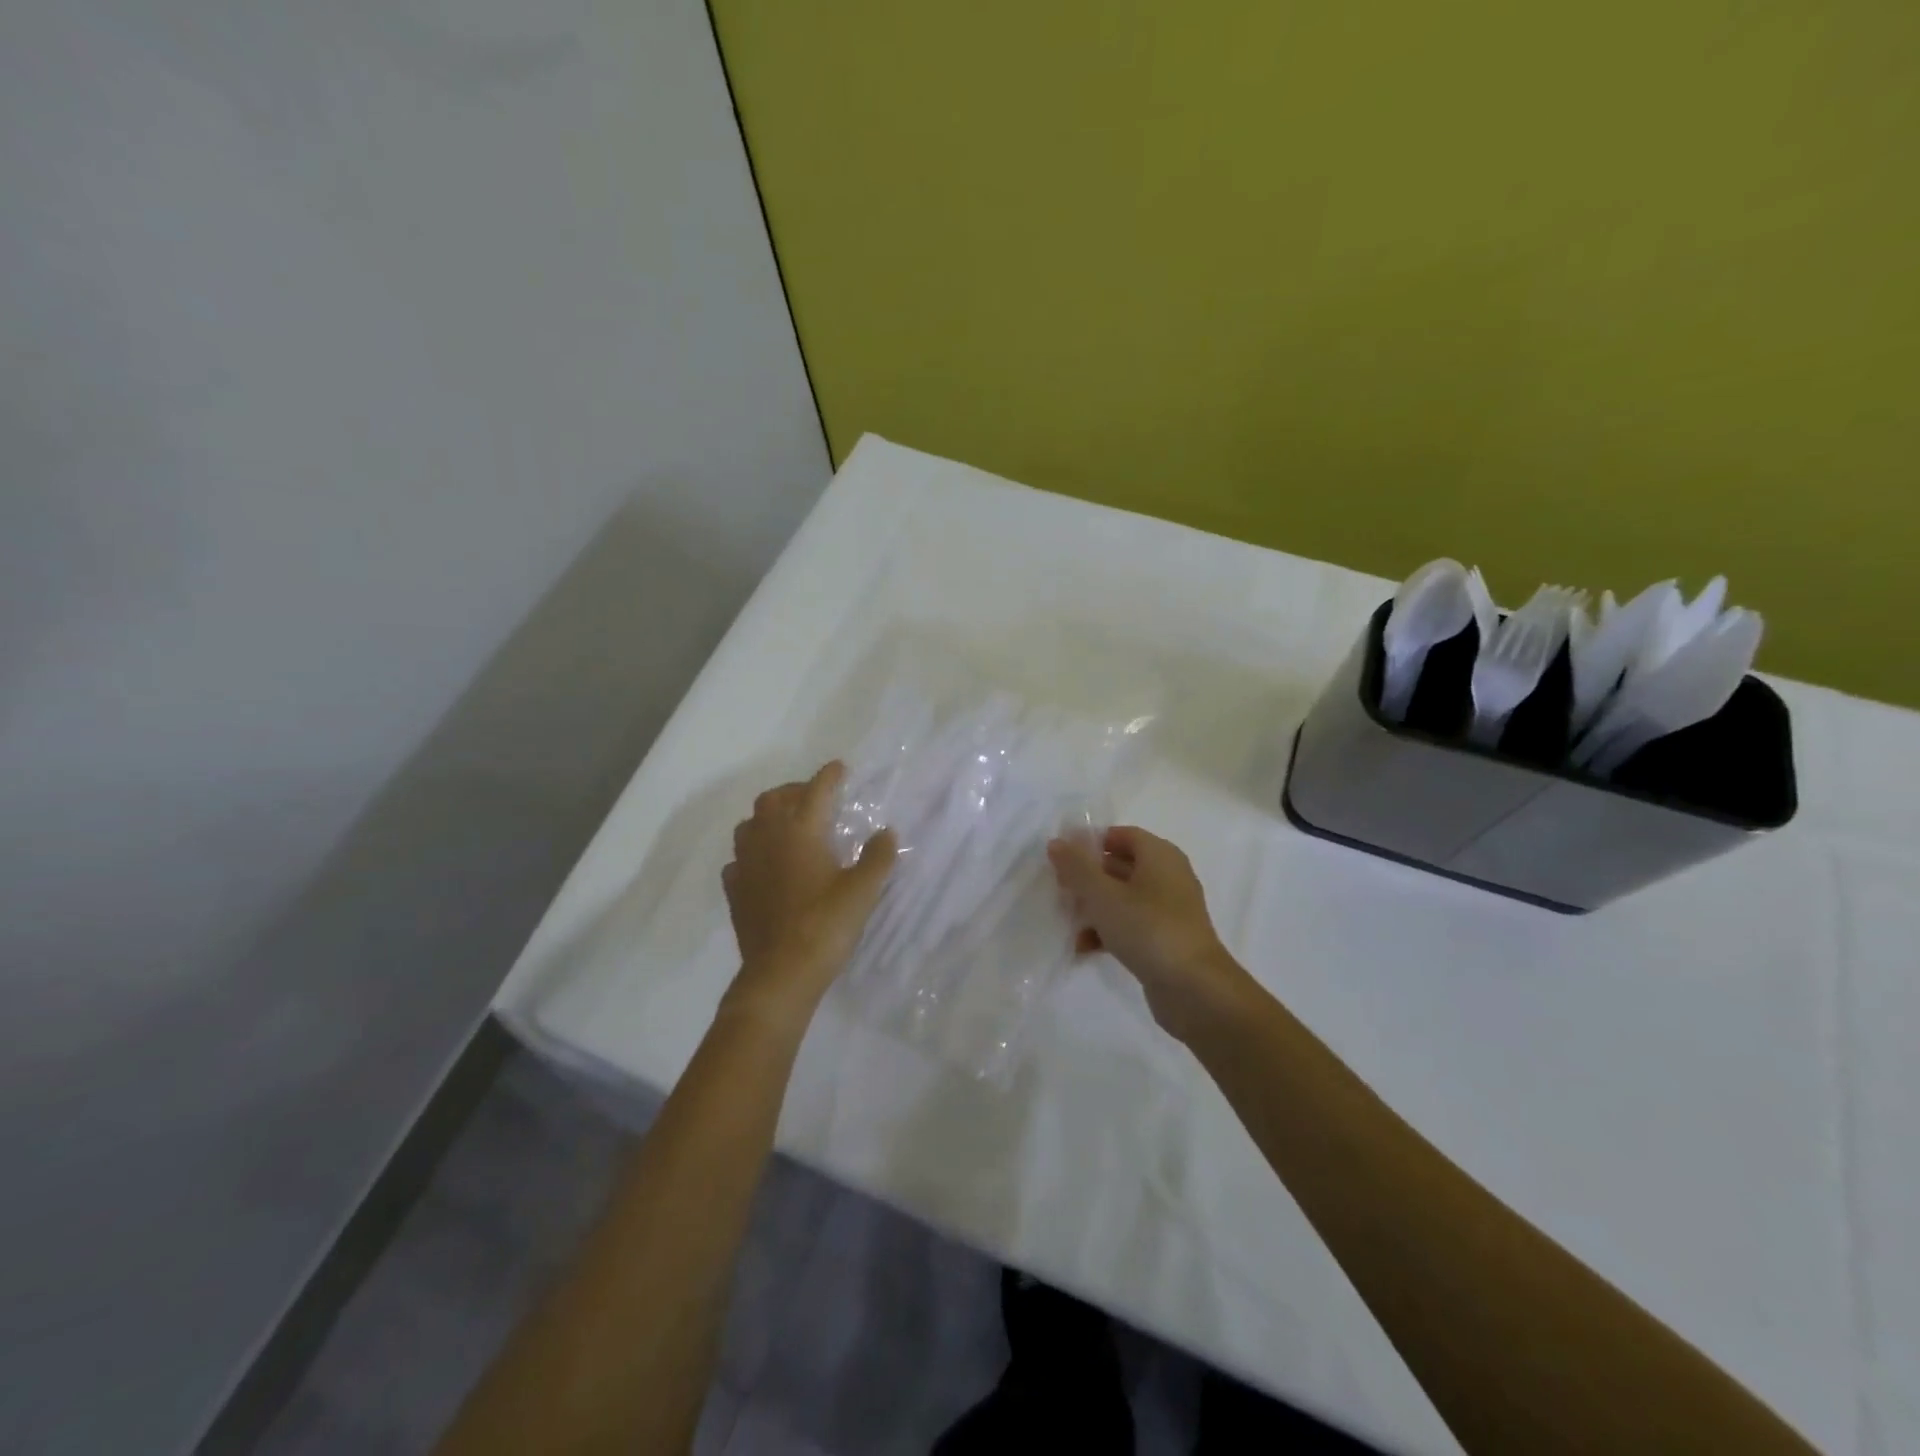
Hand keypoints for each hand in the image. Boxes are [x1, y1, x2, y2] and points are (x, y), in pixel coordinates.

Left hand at [721, 761, 896, 1030]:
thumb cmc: (825, 927)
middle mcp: (768, 838)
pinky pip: (739, 857)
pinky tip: (765, 864)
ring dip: (769, 816)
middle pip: (774, 799)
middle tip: (815, 797)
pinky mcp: (735, 889)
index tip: (840, 768)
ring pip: (750, 824)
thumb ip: (878, 858)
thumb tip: (887, 832)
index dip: (830, 776)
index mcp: (801, 831)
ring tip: (788, 826)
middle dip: (795, 790)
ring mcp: (746, 864)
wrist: (780, 974)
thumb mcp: (863, 892)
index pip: (816, 791)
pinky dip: (753, 851)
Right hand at [1048, 826, 1251, 1041]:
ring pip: (1123, 898)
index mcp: (1160, 856)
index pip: (1122, 835)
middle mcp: (1168, 877)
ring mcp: (1169, 911)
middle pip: (1121, 866)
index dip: (1091, 843)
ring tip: (1068, 921)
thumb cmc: (1148, 929)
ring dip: (1094, 908)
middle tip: (1060, 889)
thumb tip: (1057, 842)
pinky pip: (1131, 925)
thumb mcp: (1103, 895)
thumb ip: (1077, 868)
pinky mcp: (1166, 940)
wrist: (1194, 989)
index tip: (1063, 858)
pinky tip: (1084, 947)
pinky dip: (1108, 932)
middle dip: (1088, 877)